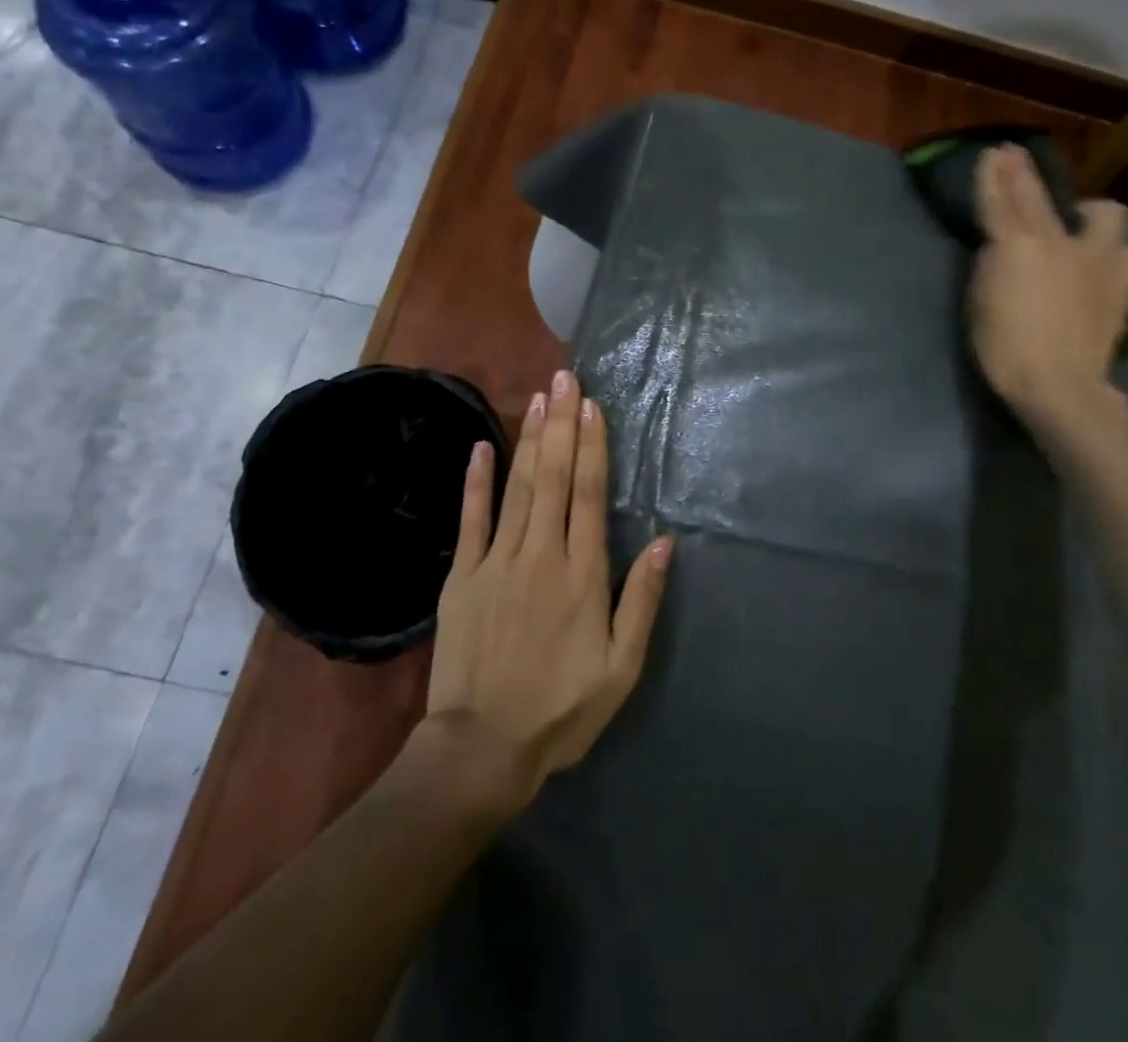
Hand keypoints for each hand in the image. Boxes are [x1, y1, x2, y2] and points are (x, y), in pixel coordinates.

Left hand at [425, 371, 673, 810]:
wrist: (481, 749)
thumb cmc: (561, 709)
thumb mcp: (621, 668)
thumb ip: (641, 602)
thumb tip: (664, 543)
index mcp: (582, 574)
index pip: (589, 495)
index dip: (592, 446)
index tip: (593, 405)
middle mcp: (541, 554)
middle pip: (554, 477)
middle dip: (562, 424)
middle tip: (565, 378)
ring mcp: (497, 561)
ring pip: (518, 487)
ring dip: (530, 439)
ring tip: (539, 397)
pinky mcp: (463, 576)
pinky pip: (472, 519)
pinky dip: (477, 481)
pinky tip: (483, 446)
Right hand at [970, 146, 1127, 442]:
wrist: (1060, 386)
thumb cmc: (1005, 348)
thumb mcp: (980, 301)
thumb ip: (993, 262)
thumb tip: (1002, 244)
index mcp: (1019, 245)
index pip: (1002, 198)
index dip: (995, 173)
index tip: (993, 152)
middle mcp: (1061, 242)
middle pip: (1041, 196)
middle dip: (1024, 175)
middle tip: (1016, 160)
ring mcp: (1098, 262)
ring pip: (1106, 216)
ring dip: (1090, 217)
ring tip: (1079, 229)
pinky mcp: (1122, 288)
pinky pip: (1125, 254)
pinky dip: (1112, 255)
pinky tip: (1101, 268)